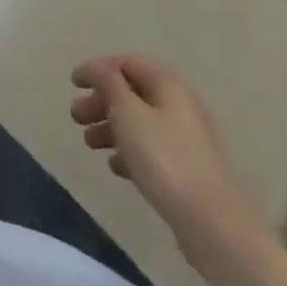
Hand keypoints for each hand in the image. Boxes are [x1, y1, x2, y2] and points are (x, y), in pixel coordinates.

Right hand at [70, 54, 258, 246]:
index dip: (98, 69)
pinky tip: (116, 168)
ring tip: (90, 145)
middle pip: (132, 92)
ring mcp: (186, 138)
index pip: (127, 62)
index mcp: (168, 84)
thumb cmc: (165, 159)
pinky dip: (130, 151)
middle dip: (101, 101)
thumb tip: (97, 67)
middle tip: (76, 118)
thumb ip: (108, 83)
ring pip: (140, 122)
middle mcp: (179, 104)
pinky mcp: (187, 168)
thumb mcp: (128, 114)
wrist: (213, 223)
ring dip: (111, 127)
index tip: (73, 85)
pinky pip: (151, 149)